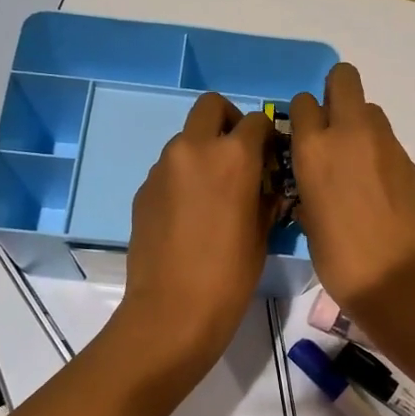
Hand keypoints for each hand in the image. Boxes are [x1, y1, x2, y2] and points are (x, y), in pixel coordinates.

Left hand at [115, 92, 275, 382]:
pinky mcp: (143, 189)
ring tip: (213, 191)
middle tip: (239, 154)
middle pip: (211, 106)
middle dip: (229, 121)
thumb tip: (268, 183)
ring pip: (186, 138)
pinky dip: (183, 176)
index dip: (267, 136)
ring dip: (203, 150)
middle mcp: (194, 149)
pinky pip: (168, 168)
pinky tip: (189, 213)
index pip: (256, 121)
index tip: (271, 157)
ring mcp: (163, 167)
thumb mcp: (263, 233)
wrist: (173, 309)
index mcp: (233, 156)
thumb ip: (267, 196)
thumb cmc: (231, 274)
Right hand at [288, 64, 414, 323]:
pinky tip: (376, 185)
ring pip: (369, 108)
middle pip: (344, 78)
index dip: (303, 115)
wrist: (399, 279)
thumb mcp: (308, 221)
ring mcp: (385, 144)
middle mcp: (349, 134)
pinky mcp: (409, 160)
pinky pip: (387, 140)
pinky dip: (377, 151)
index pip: (304, 102)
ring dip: (358, 123)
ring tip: (354, 161)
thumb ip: (309, 186)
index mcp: (314, 149)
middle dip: (335, 91)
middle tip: (330, 126)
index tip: (302, 136)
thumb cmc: (340, 259)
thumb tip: (314, 182)